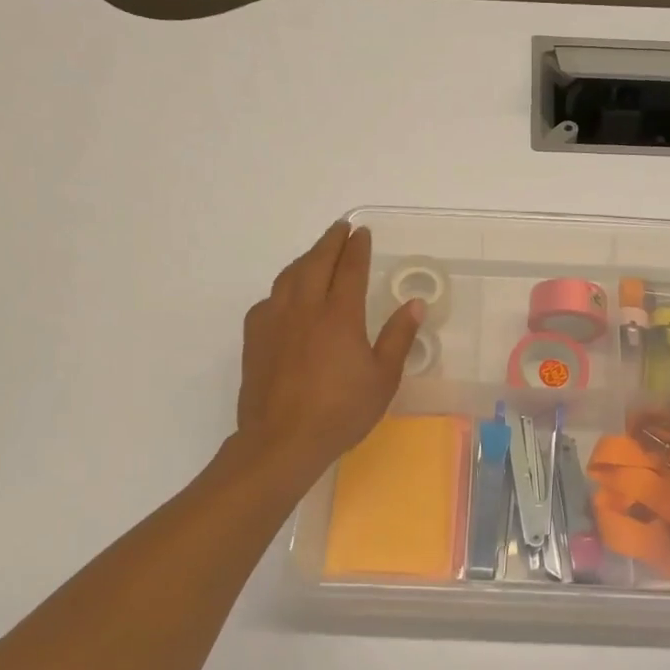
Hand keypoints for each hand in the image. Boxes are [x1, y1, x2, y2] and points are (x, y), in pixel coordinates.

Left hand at [235, 221, 421, 480]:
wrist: (282, 441)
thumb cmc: (341, 411)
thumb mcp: (382, 378)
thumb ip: (398, 337)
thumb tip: (414, 304)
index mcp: (340, 315)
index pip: (350, 268)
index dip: (357, 248)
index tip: (361, 232)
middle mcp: (305, 308)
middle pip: (316, 262)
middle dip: (330, 242)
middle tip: (340, 228)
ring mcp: (275, 320)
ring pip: (289, 276)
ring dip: (305, 259)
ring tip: (315, 254)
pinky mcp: (255, 338)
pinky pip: (269, 300)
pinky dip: (282, 288)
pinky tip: (286, 297)